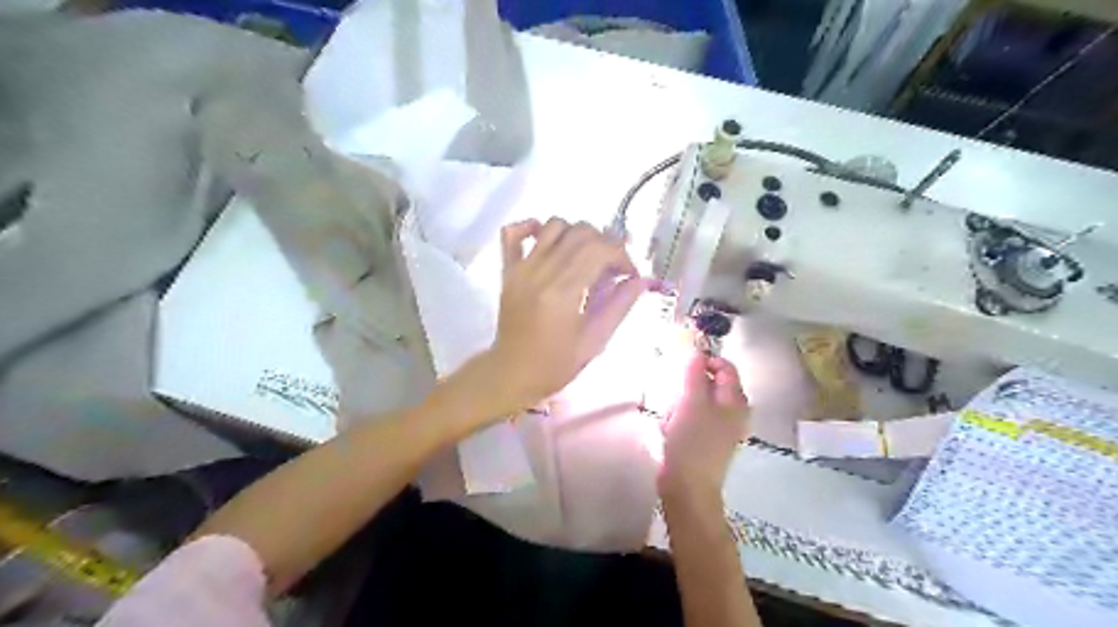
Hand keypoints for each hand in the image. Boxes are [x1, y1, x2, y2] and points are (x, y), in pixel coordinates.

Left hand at [479, 219, 645, 413]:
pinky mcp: (507, 270)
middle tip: (612, 266)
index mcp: (563, 293)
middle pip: (580, 233)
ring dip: (576, 234)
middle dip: (605, 243)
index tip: (629, 274)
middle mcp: (541, 272)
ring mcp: (521, 268)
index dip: (622, 256)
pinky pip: (513, 232)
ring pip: (553, 225)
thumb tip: (641, 280)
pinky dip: (532, 227)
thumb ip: (619, 306)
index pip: (599, 250)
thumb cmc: (555, 364)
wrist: (512, 373)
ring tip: (585, 256)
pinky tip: (548, 241)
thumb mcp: (594, 342)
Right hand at [658, 355, 745, 501]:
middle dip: (686, 389)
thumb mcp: (692, 401)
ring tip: (671, 421)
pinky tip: (669, 432)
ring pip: (694, 402)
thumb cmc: (692, 441)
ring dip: (678, 406)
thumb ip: (695, 374)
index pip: (725, 367)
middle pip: (707, 384)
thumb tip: (697, 352)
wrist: (687, 487)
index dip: (706, 361)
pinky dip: (677, 421)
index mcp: (736, 401)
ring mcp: (718, 428)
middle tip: (676, 400)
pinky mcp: (704, 440)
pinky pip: (689, 419)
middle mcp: (732, 413)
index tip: (683, 366)